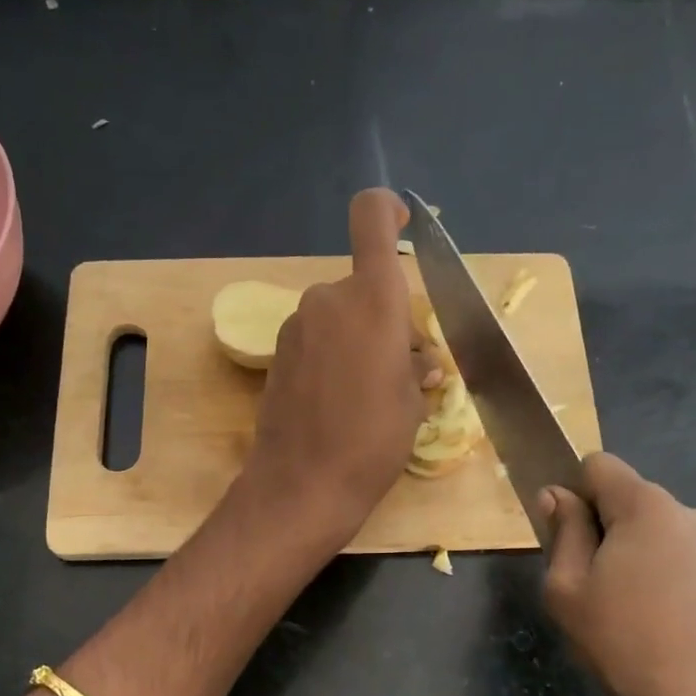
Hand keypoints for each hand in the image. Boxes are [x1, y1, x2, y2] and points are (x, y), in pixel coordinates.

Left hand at [238, 189, 436, 548]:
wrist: (302, 485)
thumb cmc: (372, 442)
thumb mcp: (413, 403)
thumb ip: (417, 365)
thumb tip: (418, 359)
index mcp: (371, 300)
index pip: (371, 219)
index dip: (388, 210)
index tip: (404, 221)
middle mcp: (328, 300)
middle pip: (362, 286)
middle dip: (386, 316)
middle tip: (406, 368)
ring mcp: (296, 327)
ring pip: (339, 316)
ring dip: (360, 339)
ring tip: (373, 393)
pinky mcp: (277, 355)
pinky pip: (317, 340)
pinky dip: (334, 356)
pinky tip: (340, 401)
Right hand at [539, 453, 695, 695]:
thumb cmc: (634, 646)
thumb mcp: (569, 594)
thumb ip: (562, 536)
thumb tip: (557, 496)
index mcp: (647, 507)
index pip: (599, 466)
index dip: (574, 493)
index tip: (566, 540)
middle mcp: (695, 515)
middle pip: (634, 509)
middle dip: (609, 540)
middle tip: (596, 598)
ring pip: (667, 545)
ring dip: (646, 570)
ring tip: (640, 630)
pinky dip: (679, 596)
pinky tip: (677, 644)